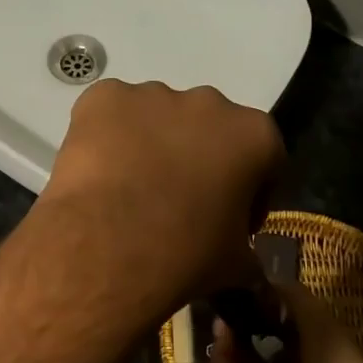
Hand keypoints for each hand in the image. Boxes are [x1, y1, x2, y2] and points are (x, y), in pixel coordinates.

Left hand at [35, 79, 284, 321]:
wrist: (108, 250)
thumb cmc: (184, 257)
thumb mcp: (236, 268)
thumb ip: (247, 251)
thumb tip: (243, 259)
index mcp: (254, 135)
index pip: (263, 158)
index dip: (248, 191)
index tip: (228, 220)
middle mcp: (208, 103)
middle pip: (207, 128)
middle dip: (196, 158)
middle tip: (175, 202)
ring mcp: (153, 94)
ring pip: (156, 116)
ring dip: (150, 144)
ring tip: (129, 190)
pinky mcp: (104, 96)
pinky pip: (110, 113)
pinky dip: (105, 136)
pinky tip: (98, 173)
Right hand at [209, 284, 362, 362]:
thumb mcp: (320, 321)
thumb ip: (290, 295)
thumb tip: (259, 277)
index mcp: (303, 344)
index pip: (268, 319)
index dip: (251, 304)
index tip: (234, 287)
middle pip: (246, 342)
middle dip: (232, 325)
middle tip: (219, 309)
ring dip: (224, 347)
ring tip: (220, 330)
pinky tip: (220, 354)